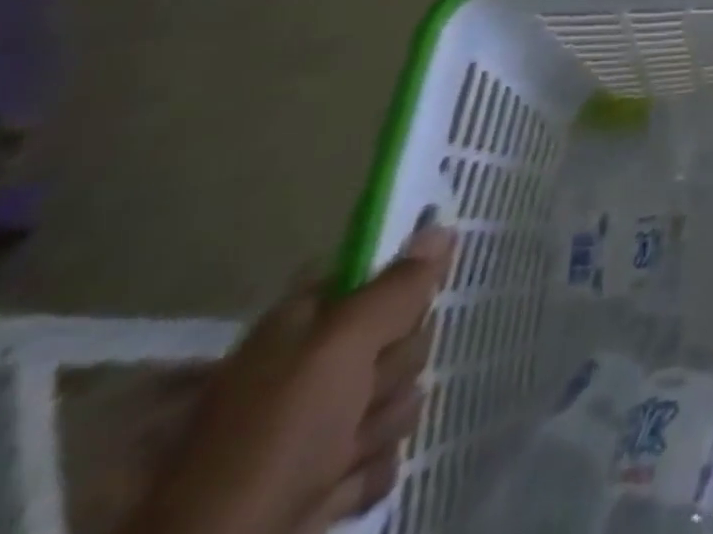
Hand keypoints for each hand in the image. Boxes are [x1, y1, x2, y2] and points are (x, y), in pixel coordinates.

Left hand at [129, 224, 454, 533]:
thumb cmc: (273, 439)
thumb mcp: (339, 348)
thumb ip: (395, 287)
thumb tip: (440, 226)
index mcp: (301, 327)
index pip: (372, 277)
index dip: (402, 285)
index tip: (416, 304)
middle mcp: (312, 369)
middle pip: (400, 339)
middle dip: (392, 371)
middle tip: (361, 394)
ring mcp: (321, 428)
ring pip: (399, 398)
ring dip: (379, 427)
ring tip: (340, 456)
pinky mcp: (332, 477)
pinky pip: (385, 455)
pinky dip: (366, 474)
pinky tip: (338, 487)